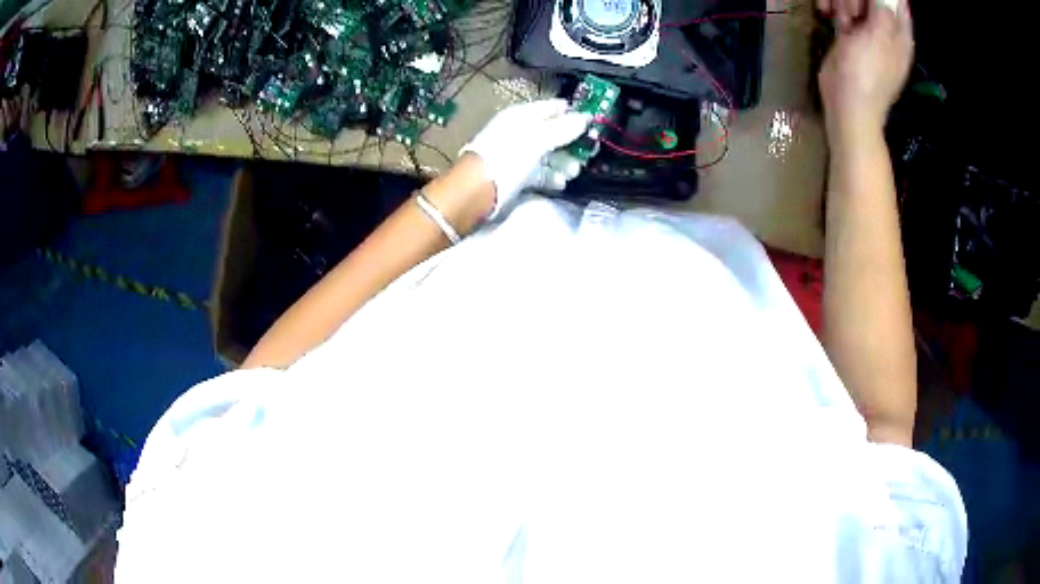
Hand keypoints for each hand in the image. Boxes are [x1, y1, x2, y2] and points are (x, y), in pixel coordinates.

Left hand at [461, 99, 590, 219]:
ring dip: (564, 163)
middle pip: (554, 133)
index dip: (573, 113)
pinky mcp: (517, 175)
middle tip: (587, 154)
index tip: (593, 124)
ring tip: (573, 172)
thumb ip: (564, 128)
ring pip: (549, 155)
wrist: (478, 190)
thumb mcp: (538, 138)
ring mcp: (518, 154)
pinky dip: (551, 177)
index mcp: (522, 116)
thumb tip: (586, 117)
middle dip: (572, 144)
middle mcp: (520, 131)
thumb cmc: (508, 157)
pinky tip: (560, 183)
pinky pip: (540, 172)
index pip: (553, 108)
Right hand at [818, 0, 913, 139]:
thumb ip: (883, 13)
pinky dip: (835, 9)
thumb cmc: (868, 73)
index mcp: (899, 35)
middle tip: (853, 11)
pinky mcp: (849, 37)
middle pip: (874, 1)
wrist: (848, 103)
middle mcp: (885, 32)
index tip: (871, 2)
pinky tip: (829, 15)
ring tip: (841, 16)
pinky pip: (843, 12)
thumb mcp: (879, 38)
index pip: (899, 6)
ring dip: (844, 2)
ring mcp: (867, 34)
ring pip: (855, 3)